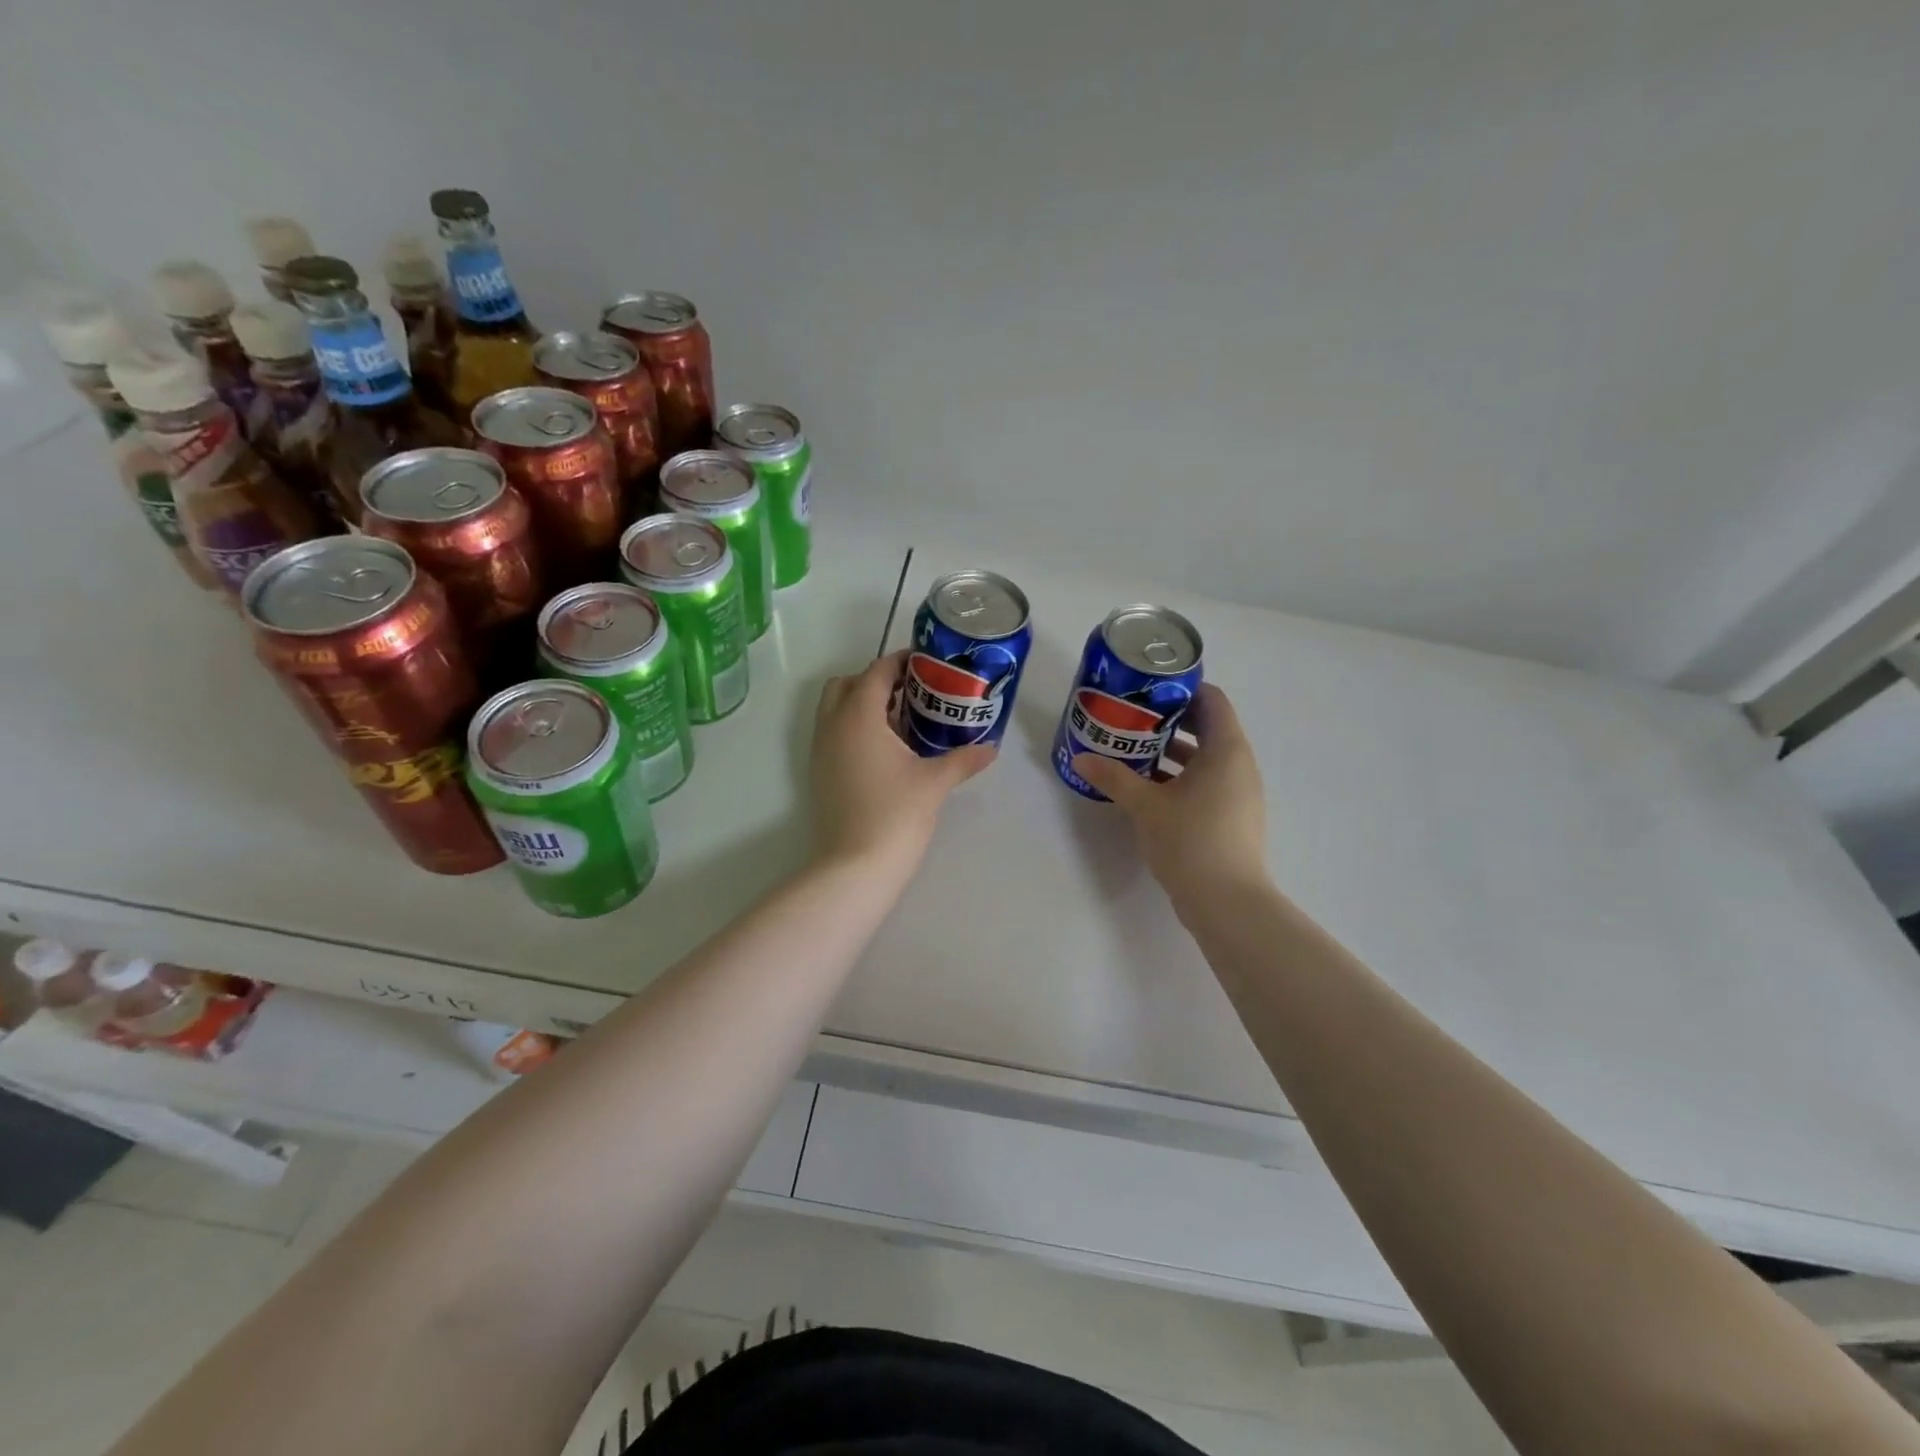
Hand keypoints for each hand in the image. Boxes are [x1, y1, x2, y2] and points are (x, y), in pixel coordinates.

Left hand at [810, 650, 994, 875]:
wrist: (855, 866)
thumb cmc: (896, 814)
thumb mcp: (934, 782)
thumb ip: (963, 759)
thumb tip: (991, 748)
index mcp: (858, 716)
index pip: (876, 672)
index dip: (901, 662)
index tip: (926, 664)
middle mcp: (832, 725)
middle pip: (847, 684)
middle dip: (876, 681)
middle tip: (911, 692)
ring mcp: (821, 750)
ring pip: (835, 709)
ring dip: (863, 704)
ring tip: (902, 720)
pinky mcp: (820, 772)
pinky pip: (834, 733)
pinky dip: (854, 727)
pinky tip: (886, 750)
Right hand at [1071, 683, 1267, 909]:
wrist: (1227, 902)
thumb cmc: (1190, 840)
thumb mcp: (1145, 805)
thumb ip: (1113, 778)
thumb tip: (1081, 758)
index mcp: (1226, 750)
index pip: (1212, 700)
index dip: (1183, 689)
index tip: (1148, 689)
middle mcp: (1238, 766)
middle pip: (1207, 727)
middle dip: (1170, 721)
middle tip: (1132, 717)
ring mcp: (1238, 794)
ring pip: (1204, 758)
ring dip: (1172, 751)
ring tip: (1132, 749)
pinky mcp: (1230, 817)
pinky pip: (1205, 783)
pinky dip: (1179, 777)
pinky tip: (1146, 787)